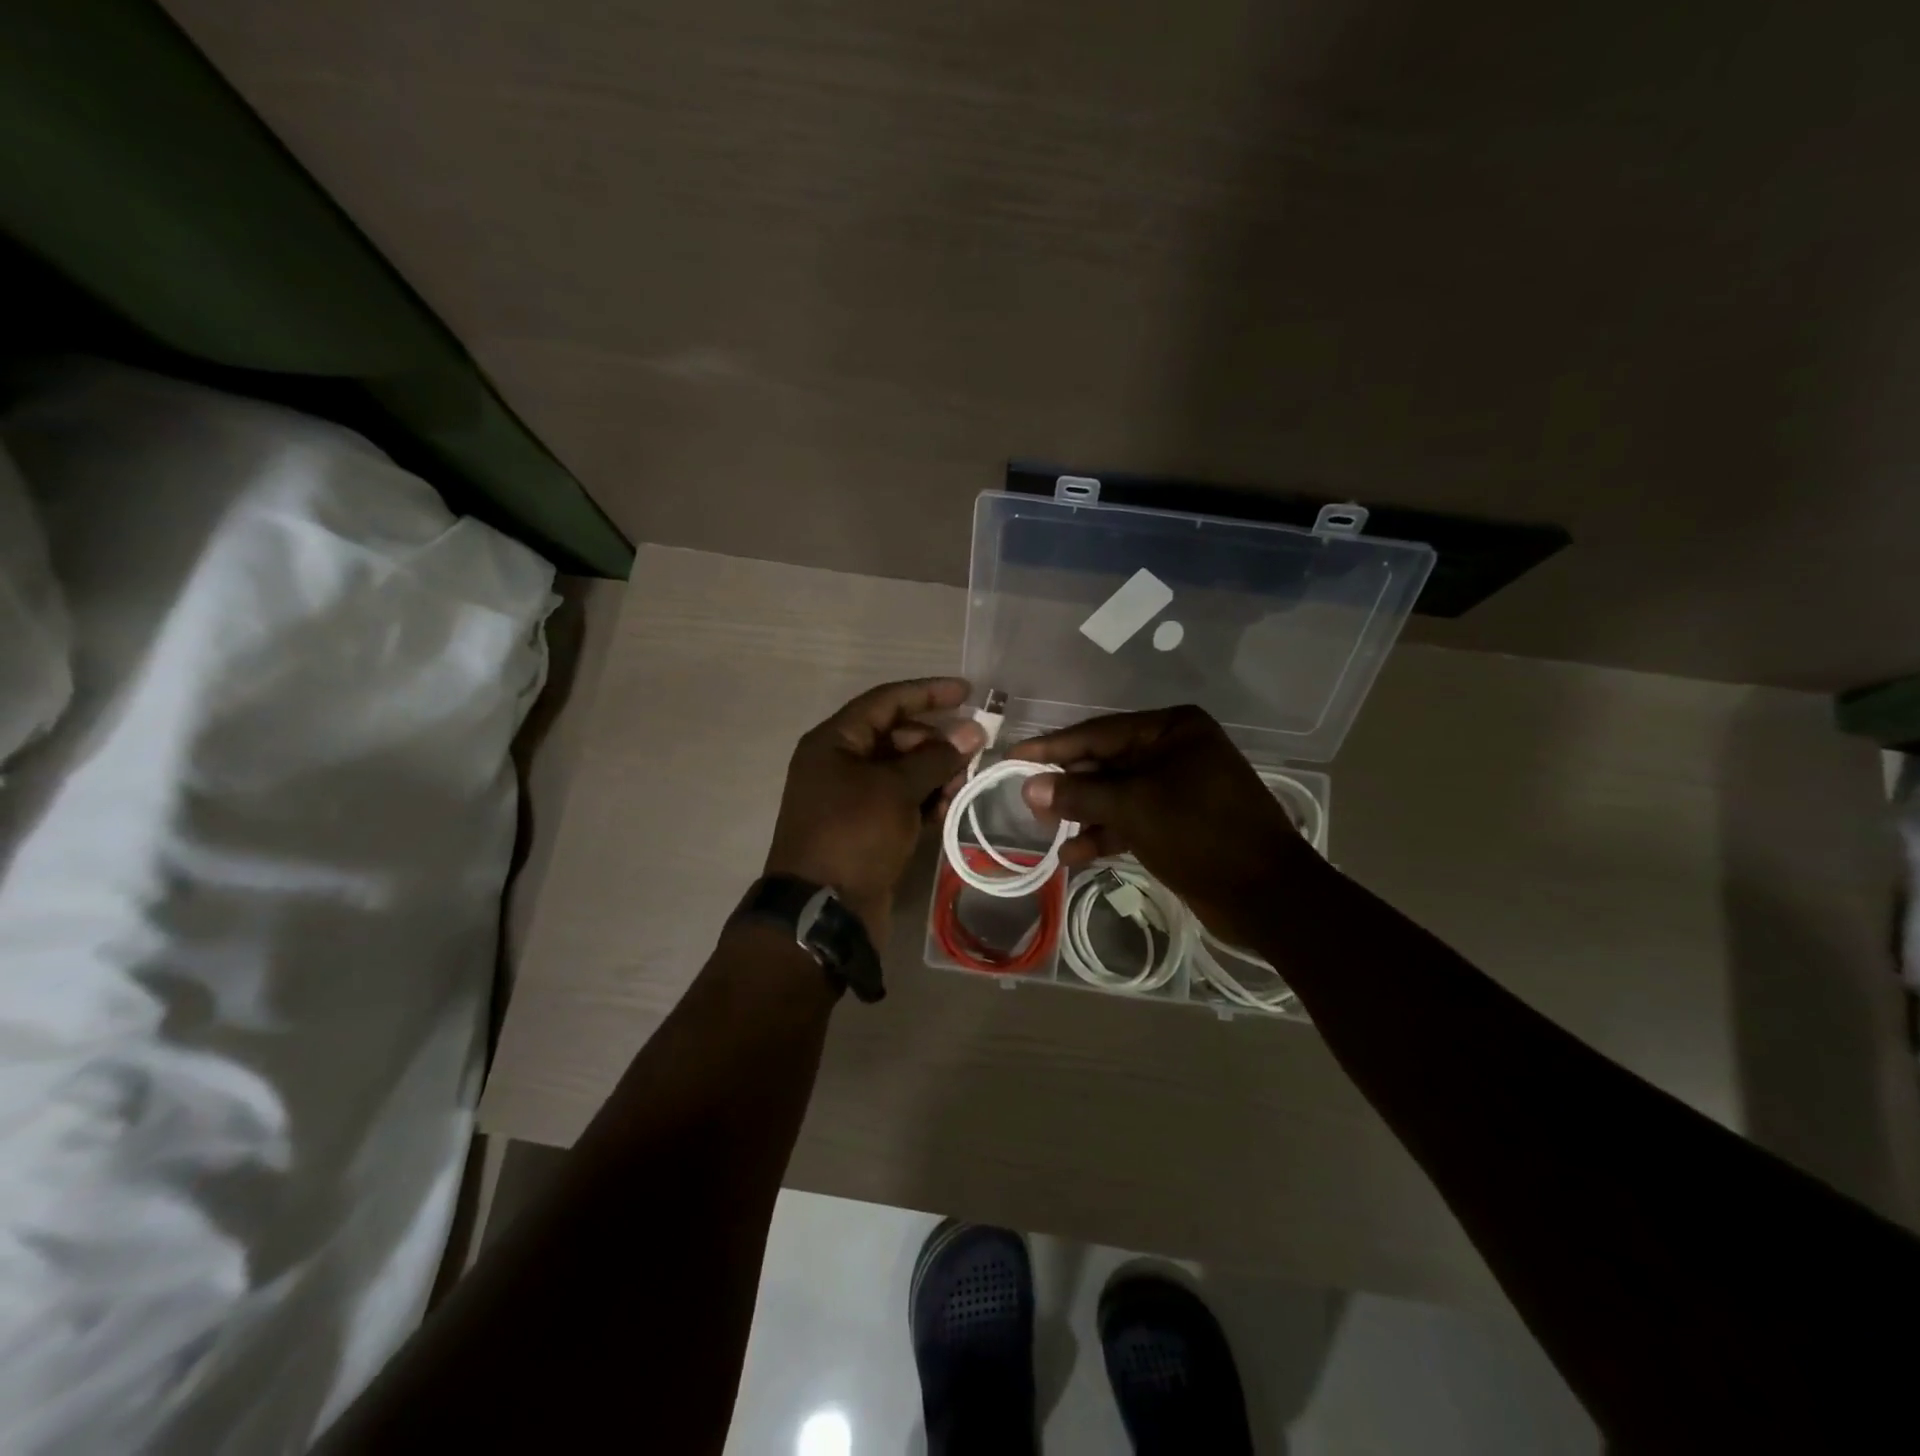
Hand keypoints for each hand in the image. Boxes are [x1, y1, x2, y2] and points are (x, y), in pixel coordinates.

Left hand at [765, 678, 985, 946]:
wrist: (822, 911)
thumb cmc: (853, 835)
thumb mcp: (895, 789)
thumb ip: (935, 757)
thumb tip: (971, 732)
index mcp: (834, 742)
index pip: (885, 701)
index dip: (927, 693)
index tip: (968, 692)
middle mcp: (840, 763)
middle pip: (896, 736)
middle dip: (936, 740)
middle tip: (974, 748)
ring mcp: (852, 798)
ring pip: (902, 771)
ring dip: (935, 772)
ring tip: (965, 782)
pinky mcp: (866, 829)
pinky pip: (901, 802)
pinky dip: (926, 801)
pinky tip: (951, 807)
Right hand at [1009, 705, 1315, 947]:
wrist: (1267, 895)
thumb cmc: (1202, 834)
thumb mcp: (1135, 808)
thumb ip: (1079, 794)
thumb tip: (1029, 786)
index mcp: (1171, 729)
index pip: (1098, 732)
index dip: (1052, 747)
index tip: (1013, 757)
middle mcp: (1173, 750)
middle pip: (1104, 762)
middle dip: (1068, 785)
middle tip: (1030, 805)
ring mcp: (1176, 787)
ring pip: (1114, 793)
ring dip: (1082, 813)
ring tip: (1047, 830)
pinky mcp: (1176, 821)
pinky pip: (1129, 819)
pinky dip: (1103, 833)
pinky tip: (1072, 853)